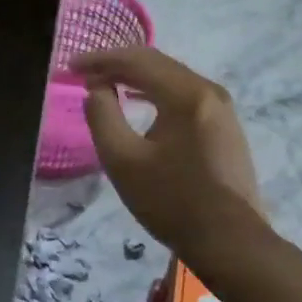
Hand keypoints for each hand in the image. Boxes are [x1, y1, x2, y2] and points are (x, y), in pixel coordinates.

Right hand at [74, 46, 260, 250]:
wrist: (231, 243)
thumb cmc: (171, 201)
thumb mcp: (123, 160)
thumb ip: (102, 116)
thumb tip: (97, 90)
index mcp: (186, 94)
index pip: (137, 60)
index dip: (100, 59)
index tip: (71, 66)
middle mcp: (209, 91)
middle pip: (156, 63)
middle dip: (117, 64)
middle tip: (84, 73)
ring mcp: (222, 109)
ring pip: (171, 77)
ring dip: (135, 77)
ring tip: (105, 84)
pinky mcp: (224, 126)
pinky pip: (183, 94)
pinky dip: (155, 91)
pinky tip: (138, 100)